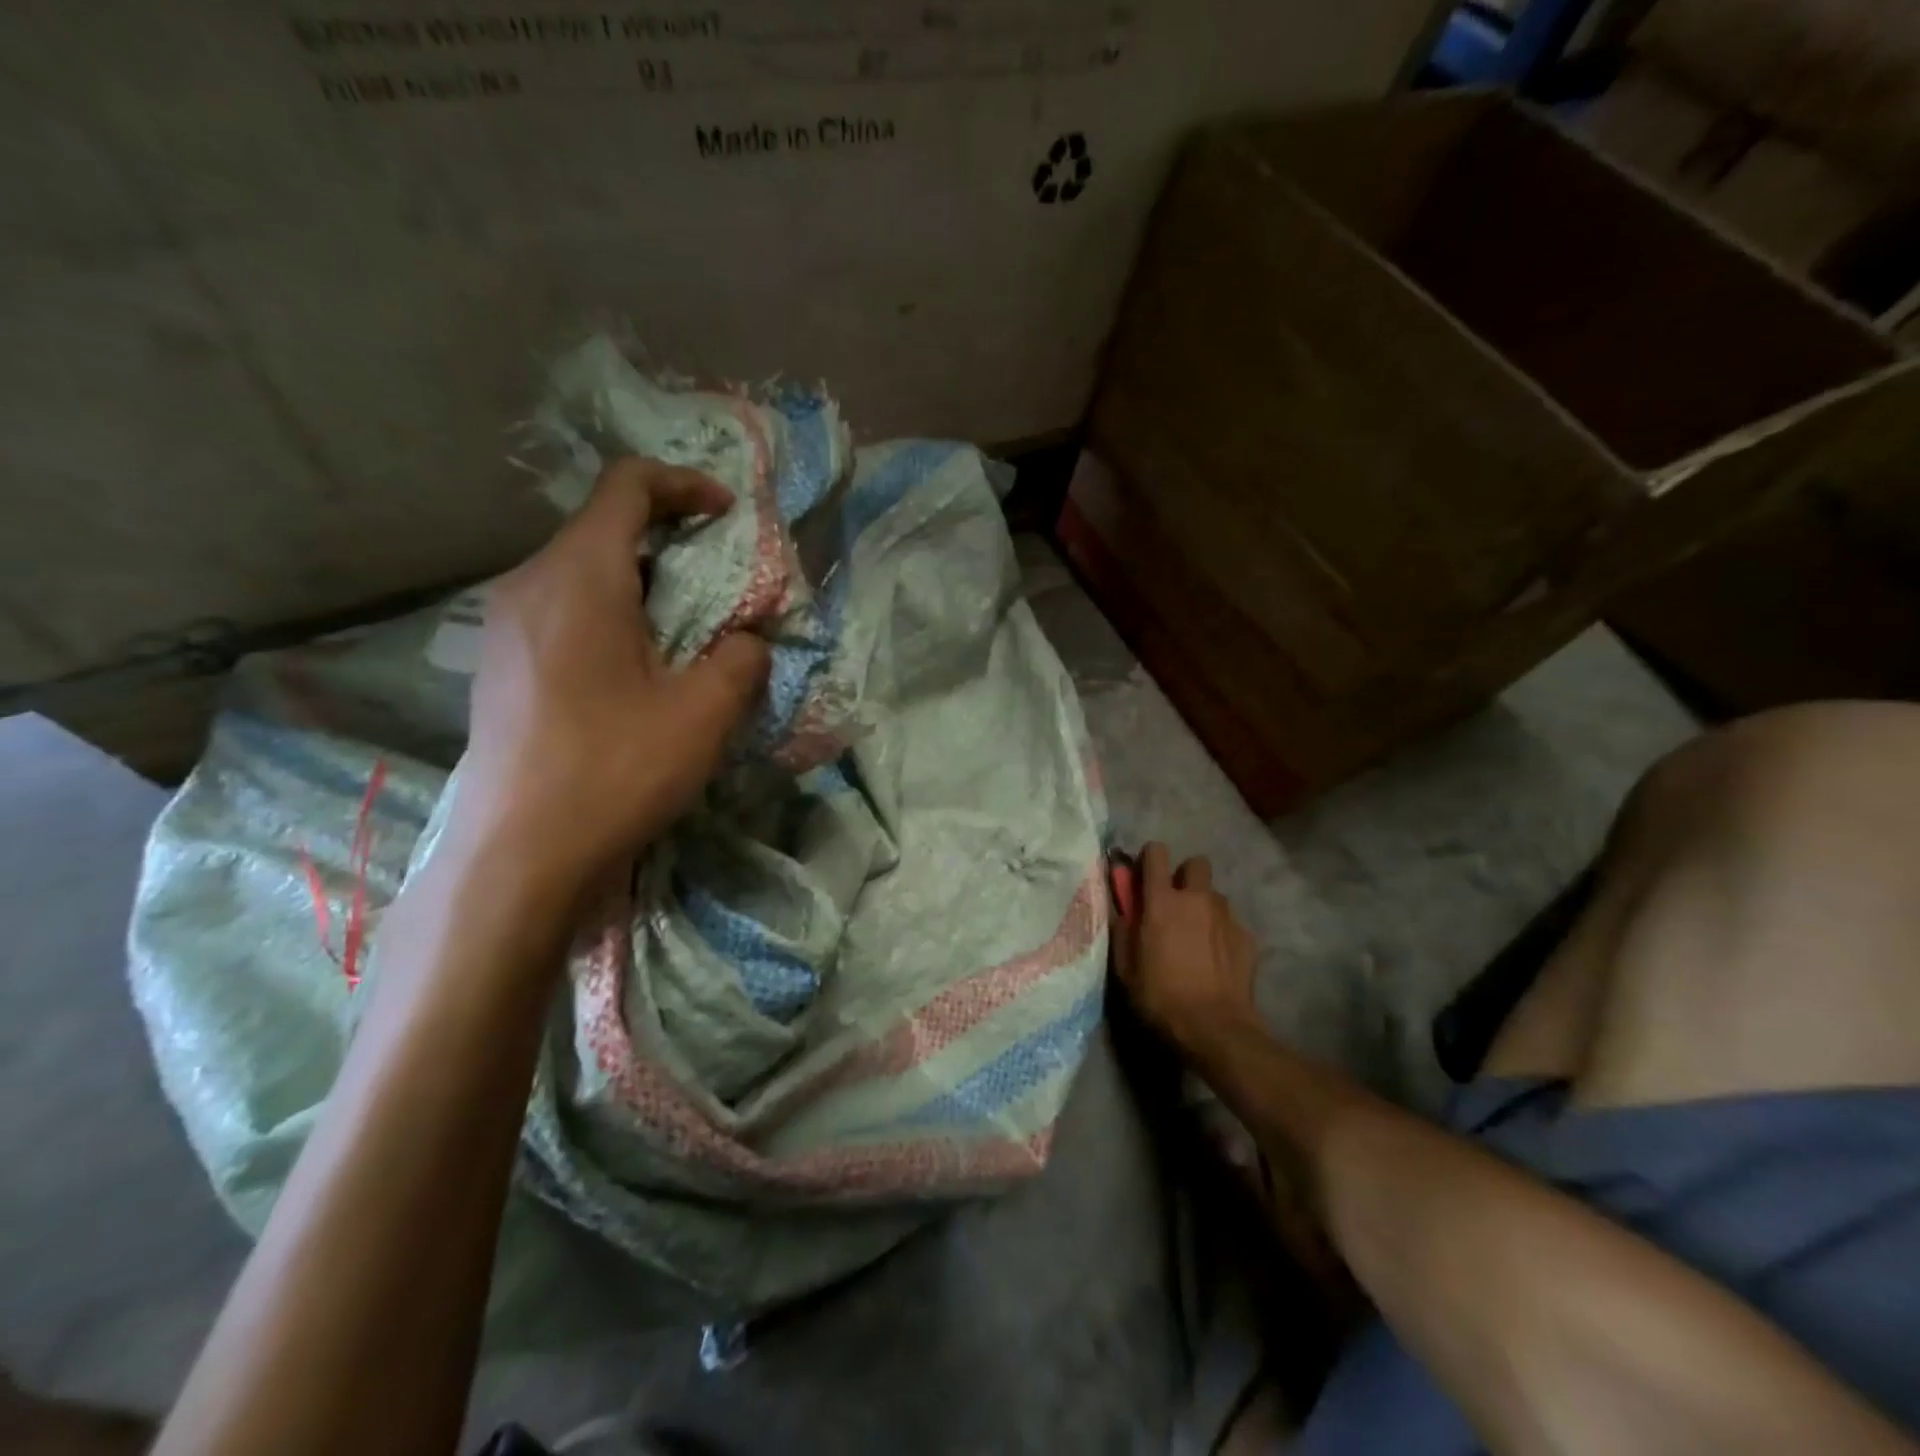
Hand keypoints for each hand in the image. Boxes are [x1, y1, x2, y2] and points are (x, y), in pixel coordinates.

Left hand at [447, 456, 770, 897]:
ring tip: (687, 631)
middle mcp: (530, 584)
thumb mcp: (704, 713)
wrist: (518, 856)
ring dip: (643, 583)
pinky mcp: (501, 665)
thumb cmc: (615, 771)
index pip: (627, 486)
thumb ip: (741, 658)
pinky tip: (638, 670)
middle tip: (720, 583)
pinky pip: (563, 611)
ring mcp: (505, 626)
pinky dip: (612, 615)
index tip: (728, 515)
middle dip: (671, 540)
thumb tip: (747, 640)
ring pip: (583, 572)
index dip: (685, 485)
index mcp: (579, 577)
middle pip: (604, 527)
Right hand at [1117, 843, 1261, 1054]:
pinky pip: (1231, 922)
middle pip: (1195, 864)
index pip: (1157, 853)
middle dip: (1185, 877)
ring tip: (1197, 936)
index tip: (1144, 878)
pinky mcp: (1247, 937)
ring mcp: (1226, 916)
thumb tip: (1122, 906)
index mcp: (1162, 900)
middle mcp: (1197, 898)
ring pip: (1215, 895)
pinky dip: (1221, 932)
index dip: (1149, 859)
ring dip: (1204, 906)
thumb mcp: (1125, 966)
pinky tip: (1216, 959)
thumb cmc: (1160, 996)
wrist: (1215, 1028)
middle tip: (1175, 904)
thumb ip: (1123, 928)